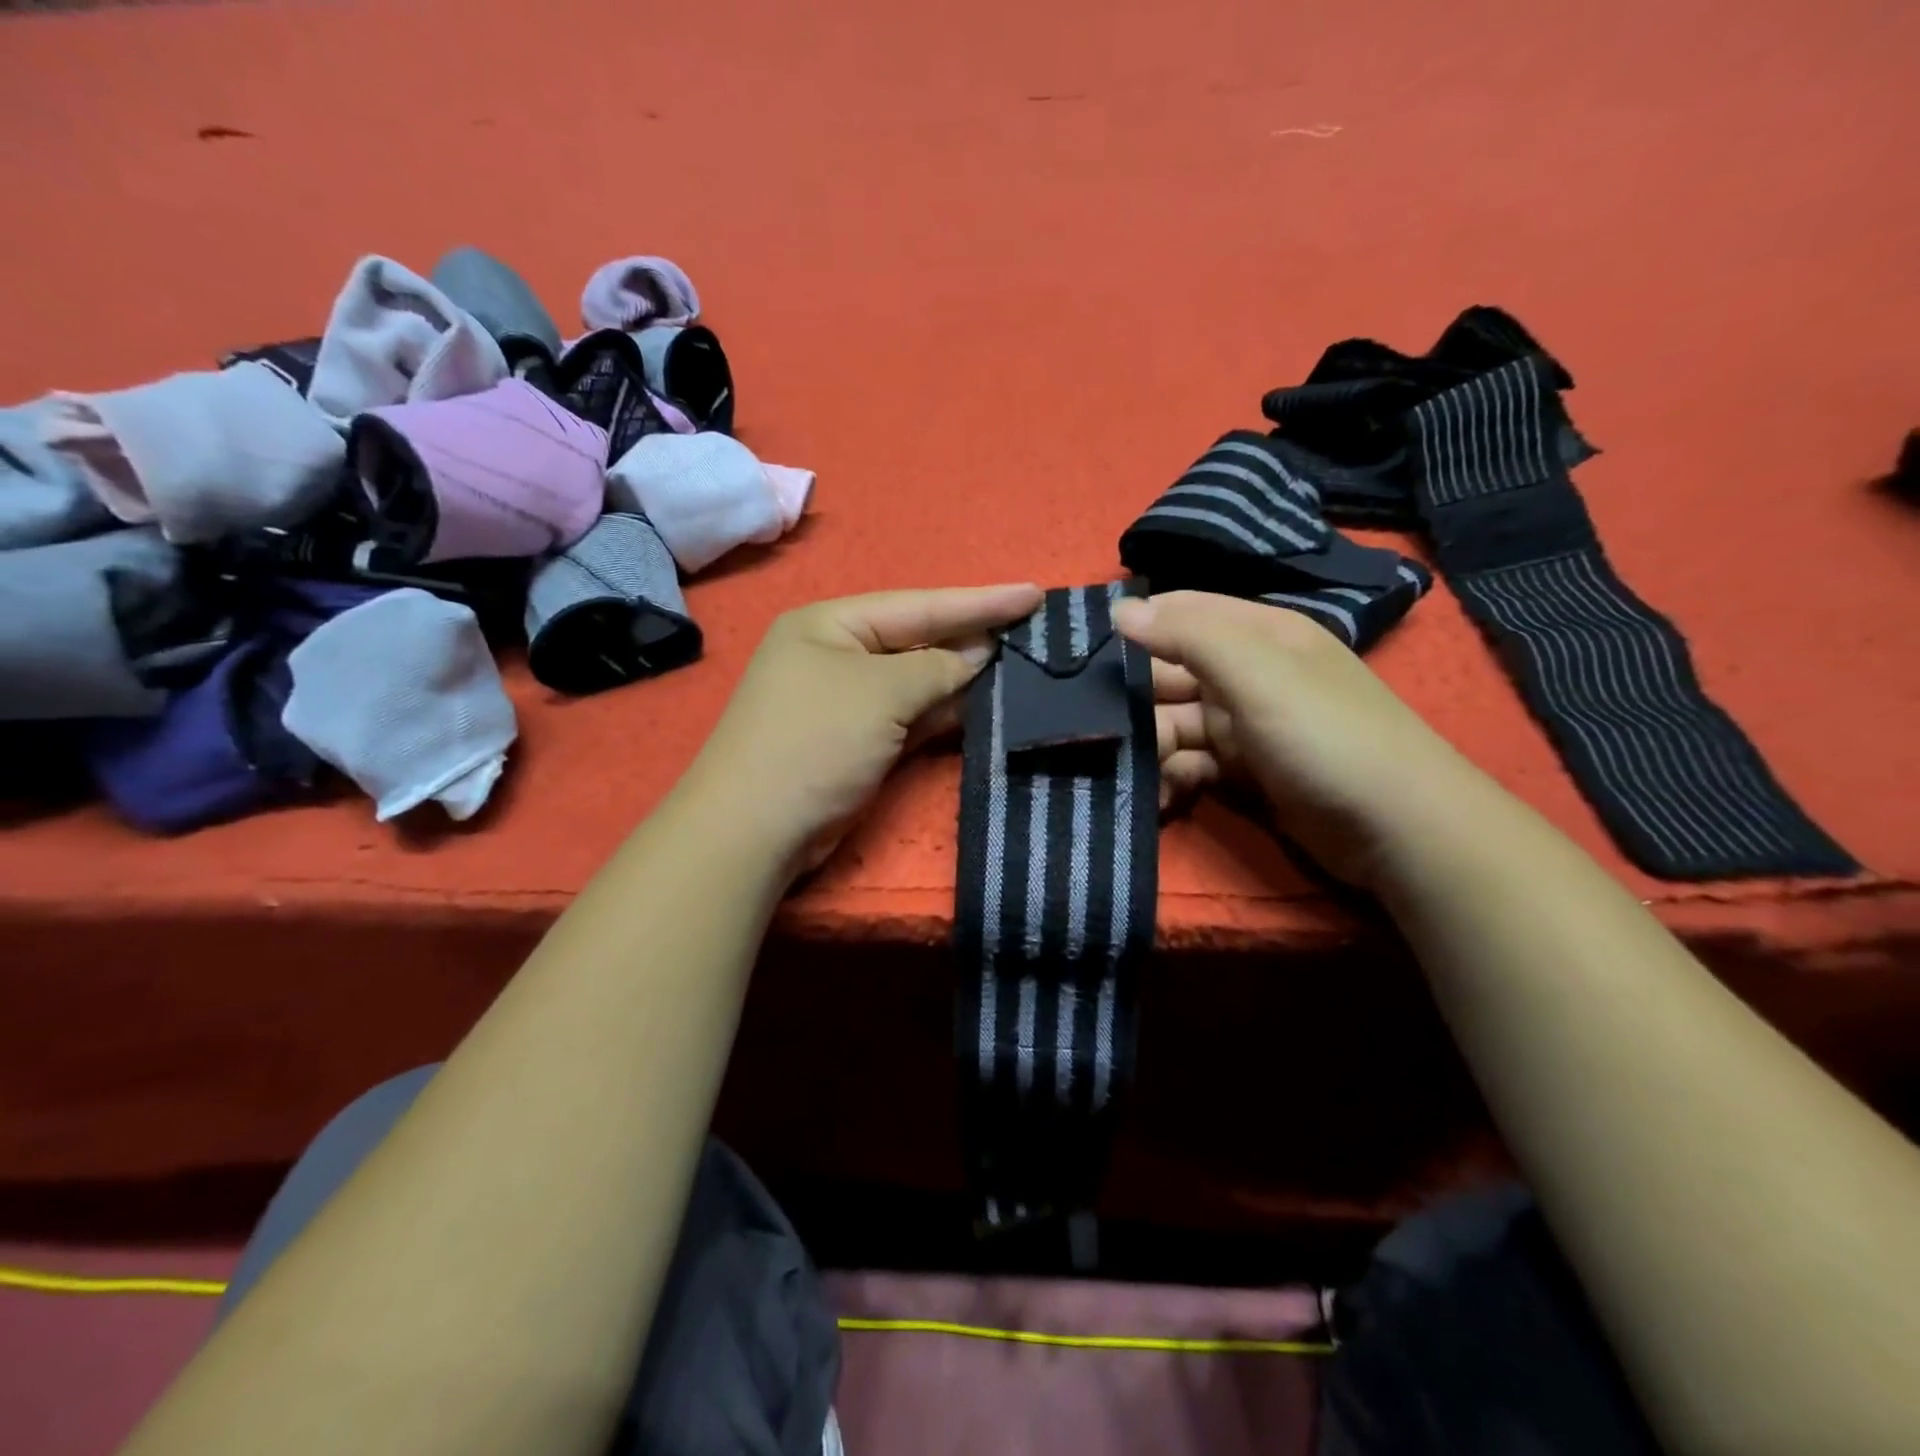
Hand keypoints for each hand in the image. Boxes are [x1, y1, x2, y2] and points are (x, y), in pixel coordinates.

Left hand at [686, 583, 1043, 873]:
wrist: (755, 829)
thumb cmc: (816, 740)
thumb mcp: (881, 692)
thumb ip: (937, 668)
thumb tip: (978, 654)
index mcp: (830, 624)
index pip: (918, 605)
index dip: (979, 601)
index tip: (1033, 594)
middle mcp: (836, 655)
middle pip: (918, 640)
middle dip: (972, 637)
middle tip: (1033, 631)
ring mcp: (846, 701)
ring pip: (916, 681)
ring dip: (962, 678)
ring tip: (1020, 666)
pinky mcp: (856, 741)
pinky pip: (909, 716)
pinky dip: (943, 712)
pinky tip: (983, 706)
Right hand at [1121, 590, 1485, 886]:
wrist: (1397, 829)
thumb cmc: (1324, 735)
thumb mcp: (1257, 673)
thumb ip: (1187, 636)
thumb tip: (1120, 609)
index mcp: (1259, 633)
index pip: (1183, 612)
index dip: (1137, 624)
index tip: (1083, 652)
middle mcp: (1250, 673)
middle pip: (1172, 672)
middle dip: (1136, 698)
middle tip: (1099, 728)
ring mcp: (1247, 725)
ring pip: (1176, 723)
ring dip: (1151, 745)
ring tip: (1134, 769)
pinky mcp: (1246, 771)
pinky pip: (1193, 763)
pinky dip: (1173, 777)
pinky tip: (1162, 795)